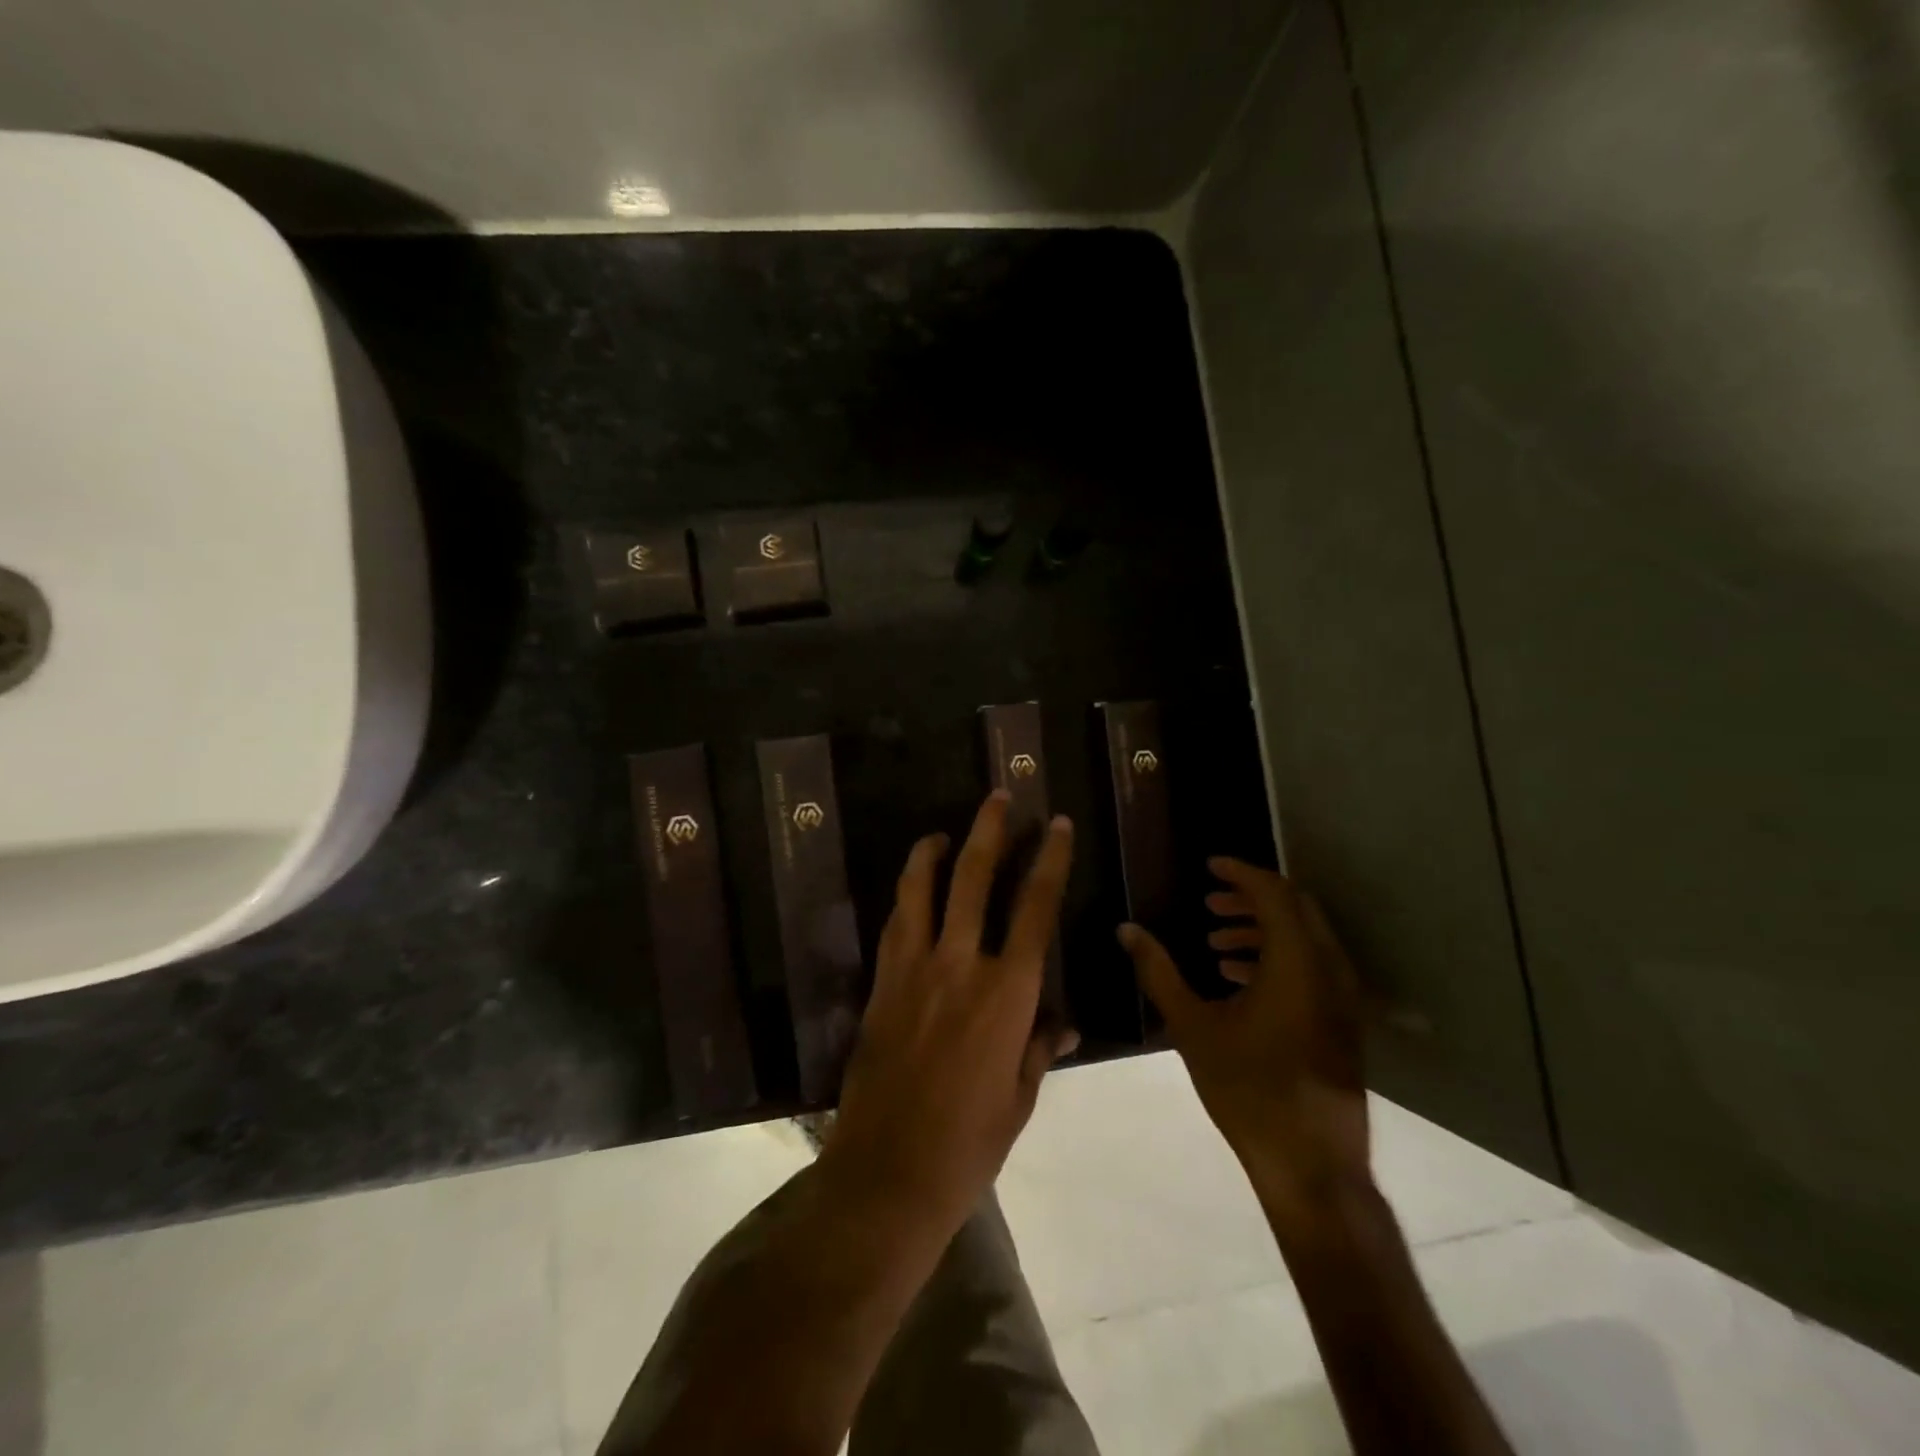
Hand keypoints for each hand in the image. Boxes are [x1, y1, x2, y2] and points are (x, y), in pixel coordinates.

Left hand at [823, 791, 1078, 1236]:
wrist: (889, 1173)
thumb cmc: (970, 1142)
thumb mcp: (1020, 1096)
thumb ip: (1040, 1047)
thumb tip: (1062, 1020)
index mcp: (1007, 993)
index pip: (1035, 908)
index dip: (1049, 860)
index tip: (1057, 825)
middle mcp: (960, 965)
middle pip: (974, 878)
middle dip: (990, 831)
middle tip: (999, 797)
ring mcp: (913, 970)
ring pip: (921, 890)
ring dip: (934, 852)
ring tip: (942, 830)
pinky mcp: (881, 984)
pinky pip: (894, 925)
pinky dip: (906, 898)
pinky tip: (911, 889)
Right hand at [1119, 858, 1369, 1226]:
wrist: (1311, 1165)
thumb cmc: (1247, 1089)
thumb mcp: (1192, 1026)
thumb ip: (1158, 972)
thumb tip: (1127, 930)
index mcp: (1296, 963)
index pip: (1274, 894)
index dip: (1241, 873)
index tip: (1209, 865)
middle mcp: (1328, 970)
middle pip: (1296, 909)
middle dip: (1251, 898)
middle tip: (1210, 901)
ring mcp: (1341, 999)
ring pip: (1306, 940)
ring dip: (1262, 930)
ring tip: (1215, 942)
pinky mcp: (1341, 1023)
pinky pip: (1312, 968)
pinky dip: (1278, 958)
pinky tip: (1237, 979)